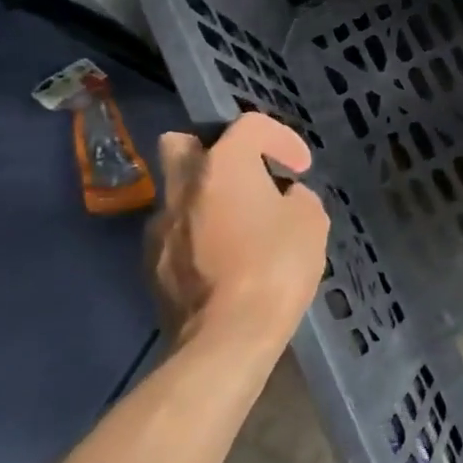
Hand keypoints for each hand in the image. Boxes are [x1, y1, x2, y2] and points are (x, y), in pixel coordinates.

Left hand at [148, 114, 329, 348]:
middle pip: (183, 143)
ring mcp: (160, 226)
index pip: (250, 125)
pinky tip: (221, 259)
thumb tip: (283, 199)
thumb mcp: (311, 222)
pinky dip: (195, 234)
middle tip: (244, 177)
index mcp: (223, 164)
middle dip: (212, 151)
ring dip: (204, 198)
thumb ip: (297, 198)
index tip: (300, 168)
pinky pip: (174, 232)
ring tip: (236, 225)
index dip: (281, 139)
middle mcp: (182, 185)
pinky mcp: (151, 264)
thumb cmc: (276, 267)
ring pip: (176, 192)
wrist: (226, 337)